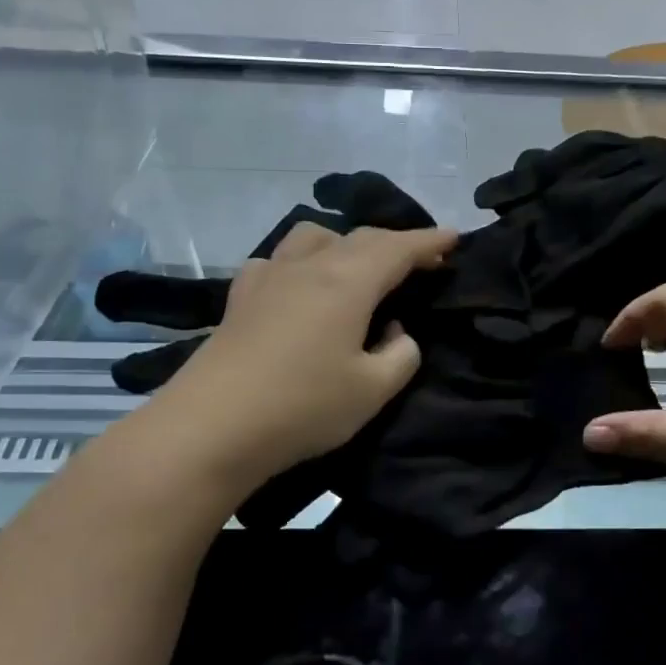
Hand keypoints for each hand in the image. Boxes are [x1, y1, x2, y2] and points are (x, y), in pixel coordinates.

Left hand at [153, 223, 457, 485]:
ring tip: (358, 268)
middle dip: (396, 243)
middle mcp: (309, 266)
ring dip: (345, 243)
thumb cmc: (303, 407)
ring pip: (314, 237)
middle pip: (360, 238)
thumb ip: (400, 355)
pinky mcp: (241, 297)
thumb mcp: (372, 390)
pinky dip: (301, 262)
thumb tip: (396, 333)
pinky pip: (278, 261)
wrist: (211, 427)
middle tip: (420, 260)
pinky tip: (299, 287)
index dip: (430, 241)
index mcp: (348, 282)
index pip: (398, 247)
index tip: (454, 237)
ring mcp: (269, 277)